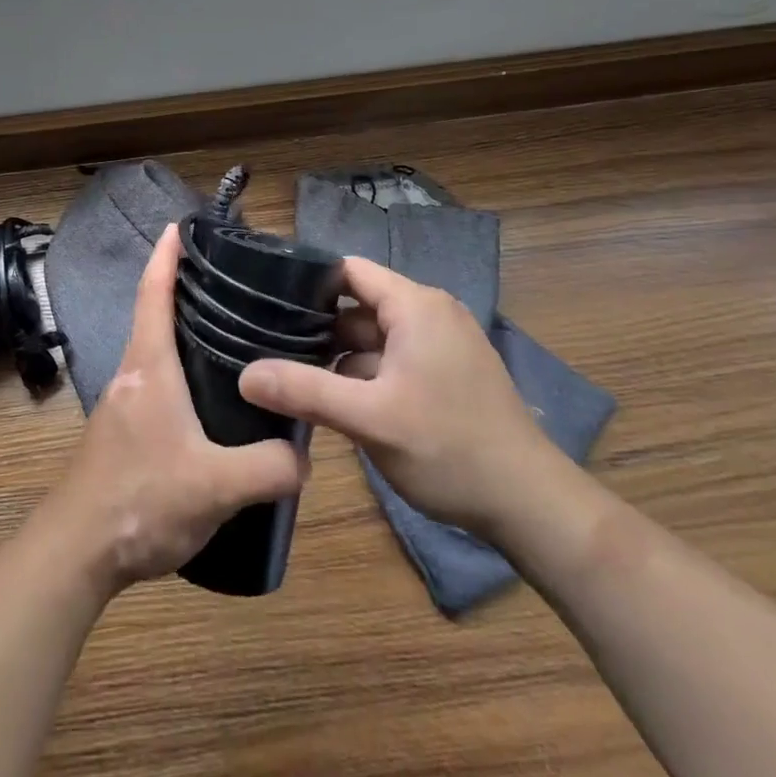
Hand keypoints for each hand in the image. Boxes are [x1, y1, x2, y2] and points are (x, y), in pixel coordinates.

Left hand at [36, 225, 308, 591]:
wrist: (76, 550)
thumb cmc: (140, 500)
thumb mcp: (216, 487)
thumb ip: (269, 469)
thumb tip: (303, 458)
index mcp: (149, 367)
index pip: (154, 294)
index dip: (166, 256)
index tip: (180, 226)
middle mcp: (132, 374)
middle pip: (155, 315)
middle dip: (184, 291)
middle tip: (231, 282)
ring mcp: (123, 404)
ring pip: (155, 351)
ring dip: (182, 333)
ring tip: (231, 336)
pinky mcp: (123, 431)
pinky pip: (155, 383)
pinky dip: (179, 370)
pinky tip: (210, 400)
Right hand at [238, 257, 553, 535]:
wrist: (531, 506)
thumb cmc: (448, 448)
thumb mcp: (369, 419)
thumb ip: (304, 391)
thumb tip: (244, 376)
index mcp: (415, 305)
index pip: (349, 270)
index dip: (307, 284)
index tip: (266, 305)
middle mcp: (431, 312)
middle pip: (359, 304)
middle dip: (318, 327)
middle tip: (269, 346)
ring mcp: (444, 343)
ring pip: (375, 335)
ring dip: (341, 355)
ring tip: (293, 375)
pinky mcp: (449, 372)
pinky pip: (395, 357)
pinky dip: (366, 372)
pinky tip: (337, 400)